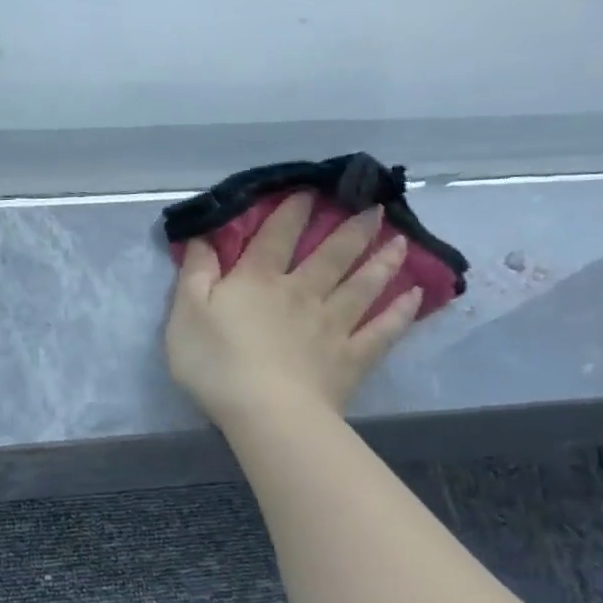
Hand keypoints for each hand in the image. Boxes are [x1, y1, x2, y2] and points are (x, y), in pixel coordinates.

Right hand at [165, 194, 420, 429]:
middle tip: (375, 207)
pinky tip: (415, 297)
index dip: (292, 211)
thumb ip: (196, 272)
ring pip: (362, 286)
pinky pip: (382, 331)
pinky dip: (400, 313)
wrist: (265, 412)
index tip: (311, 190)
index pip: (277, 236)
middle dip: (352, 229)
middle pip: (331, 255)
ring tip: (399, 242)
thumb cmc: (216, 362)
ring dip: (381, 262)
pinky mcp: (351, 358)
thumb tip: (201, 236)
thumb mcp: (186, 312)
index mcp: (258, 281)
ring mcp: (332, 325)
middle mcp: (302, 293)